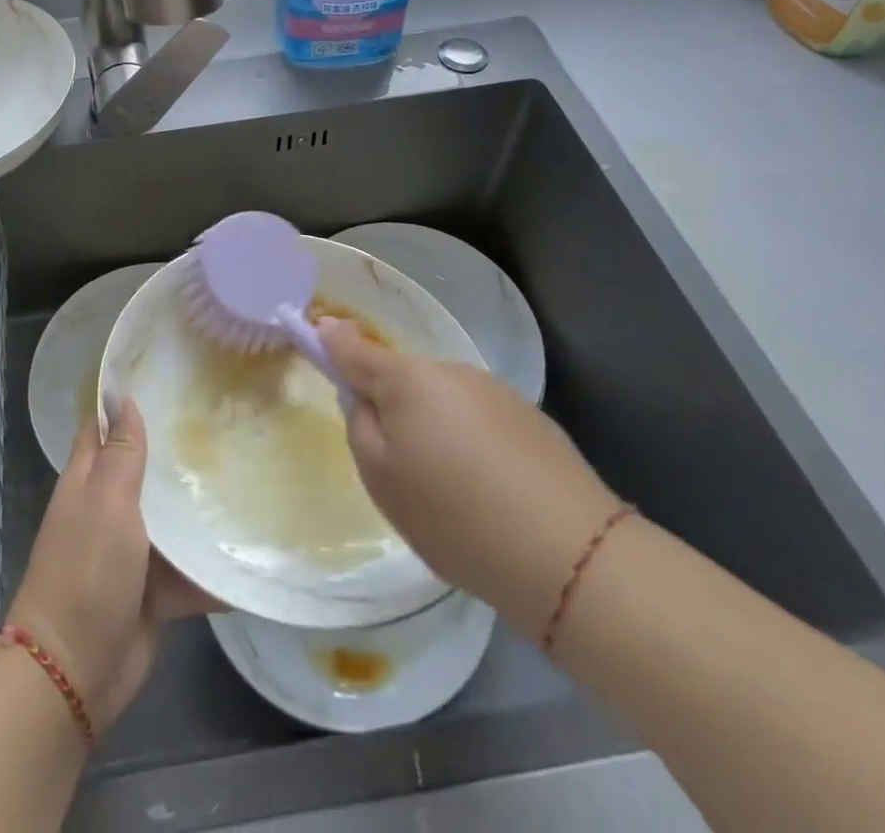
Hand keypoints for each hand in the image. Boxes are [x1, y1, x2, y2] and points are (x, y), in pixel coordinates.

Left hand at [7, 396, 220, 732]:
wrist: (76, 670)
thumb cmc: (87, 570)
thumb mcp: (107, 501)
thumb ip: (121, 452)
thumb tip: (122, 397)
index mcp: (89, 481)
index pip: (105, 427)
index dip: (128, 402)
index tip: (169, 378)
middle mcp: (109, 509)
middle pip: (145, 470)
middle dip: (177, 451)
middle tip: (225, 422)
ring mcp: (132, 551)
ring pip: (170, 518)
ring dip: (199, 507)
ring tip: (247, 474)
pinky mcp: (154, 591)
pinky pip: (187, 569)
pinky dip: (211, 564)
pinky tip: (251, 546)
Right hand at [321, 317, 623, 634]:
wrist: (568, 554)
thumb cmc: (453, 514)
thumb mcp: (381, 477)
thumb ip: (360, 425)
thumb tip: (363, 396)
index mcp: (407, 379)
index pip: (354, 348)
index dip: (331, 340)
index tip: (316, 330)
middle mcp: (450, 371)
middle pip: (403, 378)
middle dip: (391, 403)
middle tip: (397, 464)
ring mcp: (495, 391)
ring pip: (443, 400)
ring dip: (434, 426)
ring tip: (451, 489)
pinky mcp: (530, 418)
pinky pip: (479, 420)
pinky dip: (471, 443)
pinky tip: (488, 490)